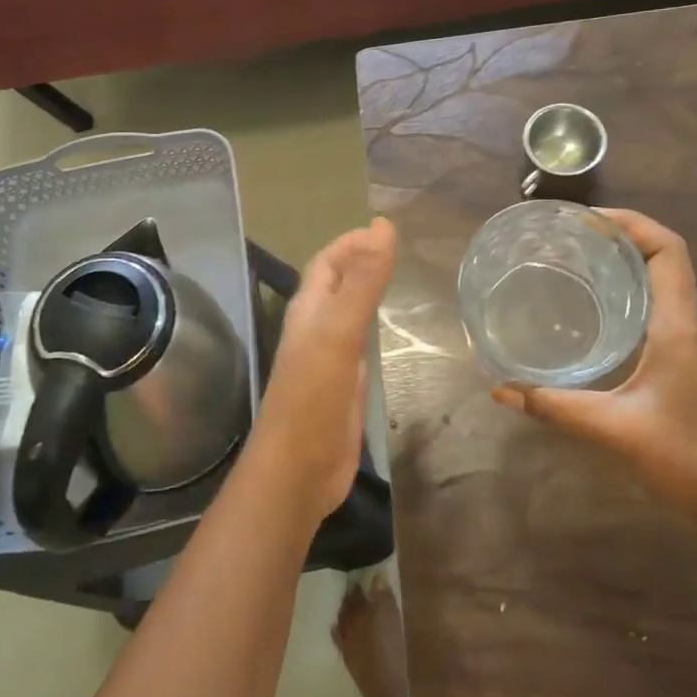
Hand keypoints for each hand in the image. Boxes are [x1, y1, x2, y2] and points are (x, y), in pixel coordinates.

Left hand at [248, 218, 397, 521]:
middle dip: (360, 263)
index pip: (327, 262)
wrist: (298, 470)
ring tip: (399, 281)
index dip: (351, 243)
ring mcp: (328, 359)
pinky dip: (372, 329)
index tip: (385, 229)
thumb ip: (363, 281)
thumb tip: (383, 226)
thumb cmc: (313, 396)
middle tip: (399, 252)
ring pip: (346, 314)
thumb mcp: (340, 332)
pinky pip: (358, 346)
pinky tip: (388, 334)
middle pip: (335, 285)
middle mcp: (315, 329)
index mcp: (308, 311)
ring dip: (366, 294)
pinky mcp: (343, 387)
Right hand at [491, 209, 696, 540]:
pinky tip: (595, 311)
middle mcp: (693, 322)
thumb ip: (556, 407)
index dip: (630, 223)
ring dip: (625, 263)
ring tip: (575, 264)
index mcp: (681, 325)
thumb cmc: (687, 459)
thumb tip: (501, 390)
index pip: (668, 249)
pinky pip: (662, 305)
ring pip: (663, 280)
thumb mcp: (614, 429)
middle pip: (663, 256)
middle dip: (618, 237)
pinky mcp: (692, 357)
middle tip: (567, 240)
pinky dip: (630, 291)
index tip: (585, 220)